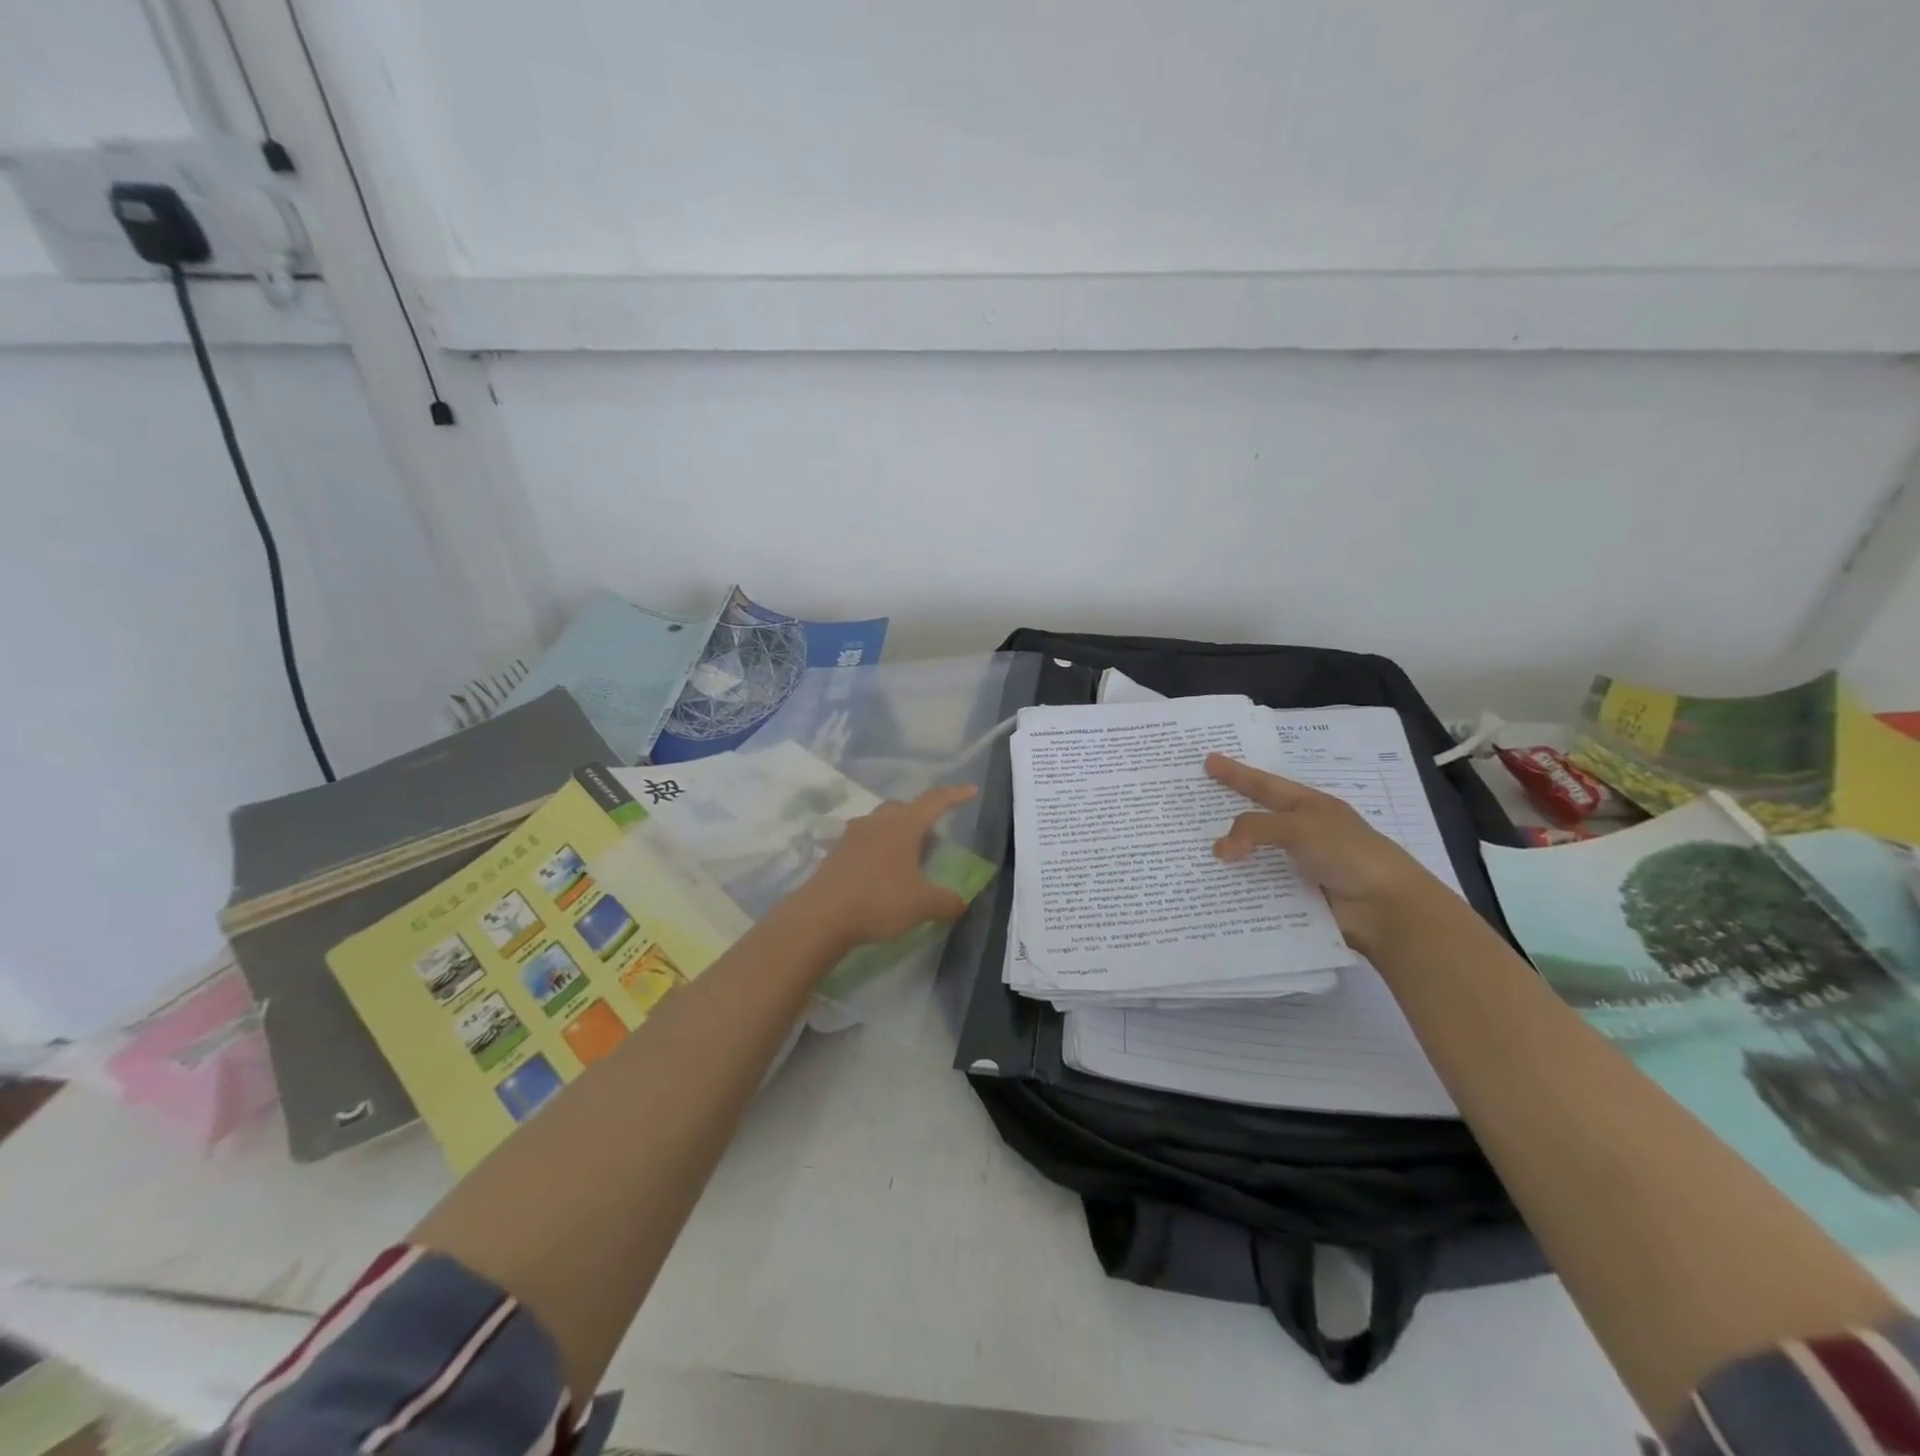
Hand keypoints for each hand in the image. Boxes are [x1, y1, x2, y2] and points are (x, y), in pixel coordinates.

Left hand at [791, 785, 978, 947]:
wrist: (821, 916)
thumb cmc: (880, 900)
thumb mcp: (923, 905)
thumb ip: (947, 901)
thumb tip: (961, 902)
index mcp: (904, 825)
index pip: (935, 802)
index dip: (954, 795)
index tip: (970, 790)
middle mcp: (878, 822)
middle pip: (904, 808)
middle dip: (921, 816)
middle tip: (934, 836)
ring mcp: (853, 835)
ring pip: (881, 823)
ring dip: (897, 832)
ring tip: (907, 855)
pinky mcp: (836, 853)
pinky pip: (864, 841)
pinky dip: (878, 849)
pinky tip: (881, 872)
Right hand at [1205, 754, 1446, 954]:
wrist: (1385, 907)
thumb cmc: (1347, 853)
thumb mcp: (1298, 827)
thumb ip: (1254, 829)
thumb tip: (1218, 849)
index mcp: (1308, 806)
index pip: (1263, 785)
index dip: (1236, 774)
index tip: (1209, 761)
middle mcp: (1303, 832)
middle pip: (1256, 820)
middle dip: (1226, 814)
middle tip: (1193, 808)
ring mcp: (1300, 865)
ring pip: (1255, 855)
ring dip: (1230, 856)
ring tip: (1193, 853)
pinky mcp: (1297, 895)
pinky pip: (1260, 886)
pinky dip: (1240, 887)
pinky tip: (1213, 890)